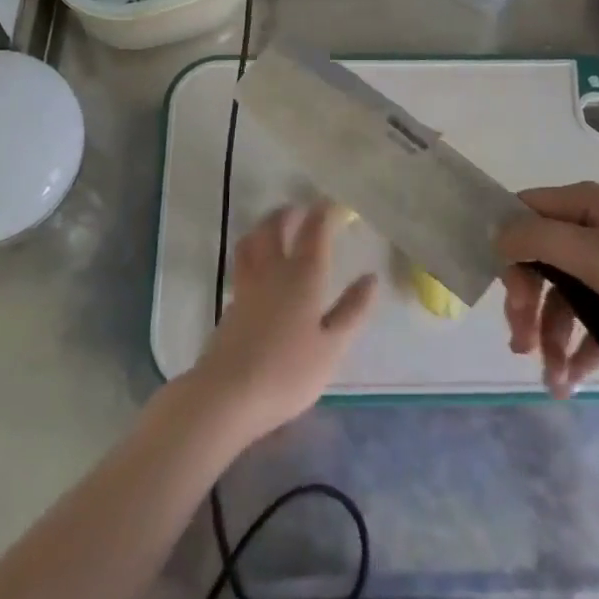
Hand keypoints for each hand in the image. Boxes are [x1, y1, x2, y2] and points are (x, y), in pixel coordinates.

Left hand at [187, 204, 377, 442]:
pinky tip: (259, 265)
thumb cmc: (288, 371)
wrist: (228, 394)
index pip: (314, 231)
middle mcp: (272, 270)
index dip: (324, 213)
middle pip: (275, 226)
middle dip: (289, 213)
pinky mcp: (231, 302)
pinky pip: (242, 261)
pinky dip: (252, 250)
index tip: (333, 204)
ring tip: (275, 226)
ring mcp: (247, 284)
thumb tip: (371, 278)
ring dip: (265, 225)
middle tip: (301, 209)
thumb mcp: (332, 346)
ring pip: (252, 240)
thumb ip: (352, 310)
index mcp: (302, 275)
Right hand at [495, 182, 598, 396]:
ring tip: (551, 379)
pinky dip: (581, 344)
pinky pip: (594, 315)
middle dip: (527, 304)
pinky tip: (575, 377)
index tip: (505, 293)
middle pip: (541, 261)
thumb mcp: (591, 254)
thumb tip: (497, 236)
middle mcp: (592, 226)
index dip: (508, 251)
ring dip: (552, 333)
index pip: (524, 216)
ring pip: (565, 294)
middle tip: (520, 342)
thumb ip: (537, 240)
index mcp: (581, 205)